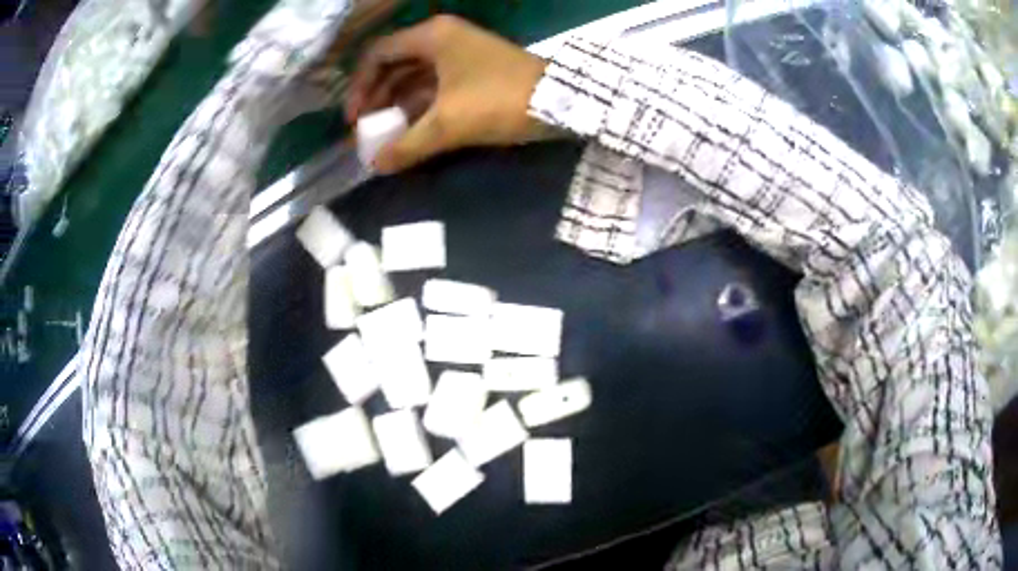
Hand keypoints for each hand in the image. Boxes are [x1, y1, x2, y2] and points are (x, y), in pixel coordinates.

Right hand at [345, 15, 552, 173]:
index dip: (360, 87)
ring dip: (398, 105)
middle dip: (377, 98)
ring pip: (415, 76)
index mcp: (432, 36)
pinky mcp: (474, 70)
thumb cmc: (500, 100)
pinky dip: (421, 106)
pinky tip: (411, 131)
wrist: (562, 103)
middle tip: (367, 130)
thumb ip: (407, 144)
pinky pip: (436, 85)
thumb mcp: (449, 123)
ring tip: (385, 136)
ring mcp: (460, 53)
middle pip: (395, 65)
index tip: (354, 119)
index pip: (378, 54)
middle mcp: (443, 37)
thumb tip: (376, 166)